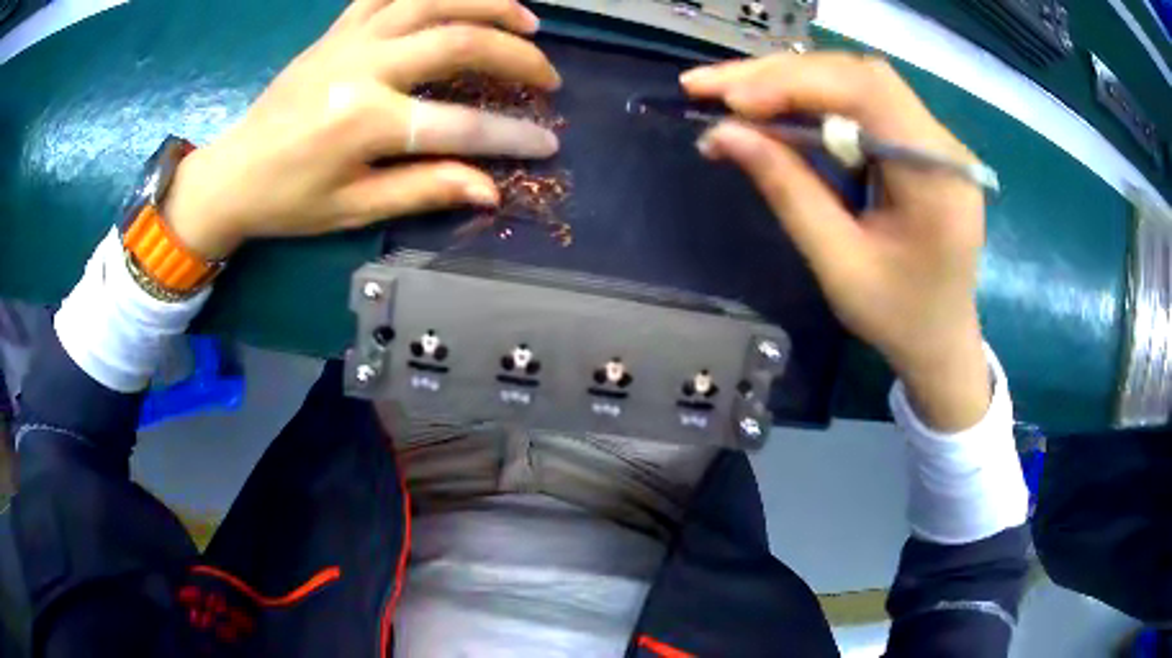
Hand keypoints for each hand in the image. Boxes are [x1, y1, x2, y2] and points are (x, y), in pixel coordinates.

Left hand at [166, 0, 560, 259]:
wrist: (232, 173)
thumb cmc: (289, 200)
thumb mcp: (354, 207)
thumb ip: (424, 189)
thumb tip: (491, 188)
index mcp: (365, 122)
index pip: (459, 125)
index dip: (511, 136)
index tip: (549, 142)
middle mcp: (363, 67)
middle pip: (458, 41)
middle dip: (516, 55)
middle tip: (547, 74)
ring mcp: (349, 39)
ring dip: (487, 3)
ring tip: (525, 19)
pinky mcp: (336, 29)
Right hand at [682, 53, 989, 430]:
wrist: (942, 341)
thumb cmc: (897, 318)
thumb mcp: (838, 264)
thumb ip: (787, 191)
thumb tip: (723, 133)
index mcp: (938, 179)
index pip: (866, 94)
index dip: (794, 84)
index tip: (730, 101)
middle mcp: (943, 145)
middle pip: (858, 76)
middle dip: (782, 75)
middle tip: (713, 88)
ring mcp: (935, 140)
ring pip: (857, 80)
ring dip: (793, 81)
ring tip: (733, 94)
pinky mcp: (920, 144)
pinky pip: (863, 101)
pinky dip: (813, 98)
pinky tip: (776, 107)